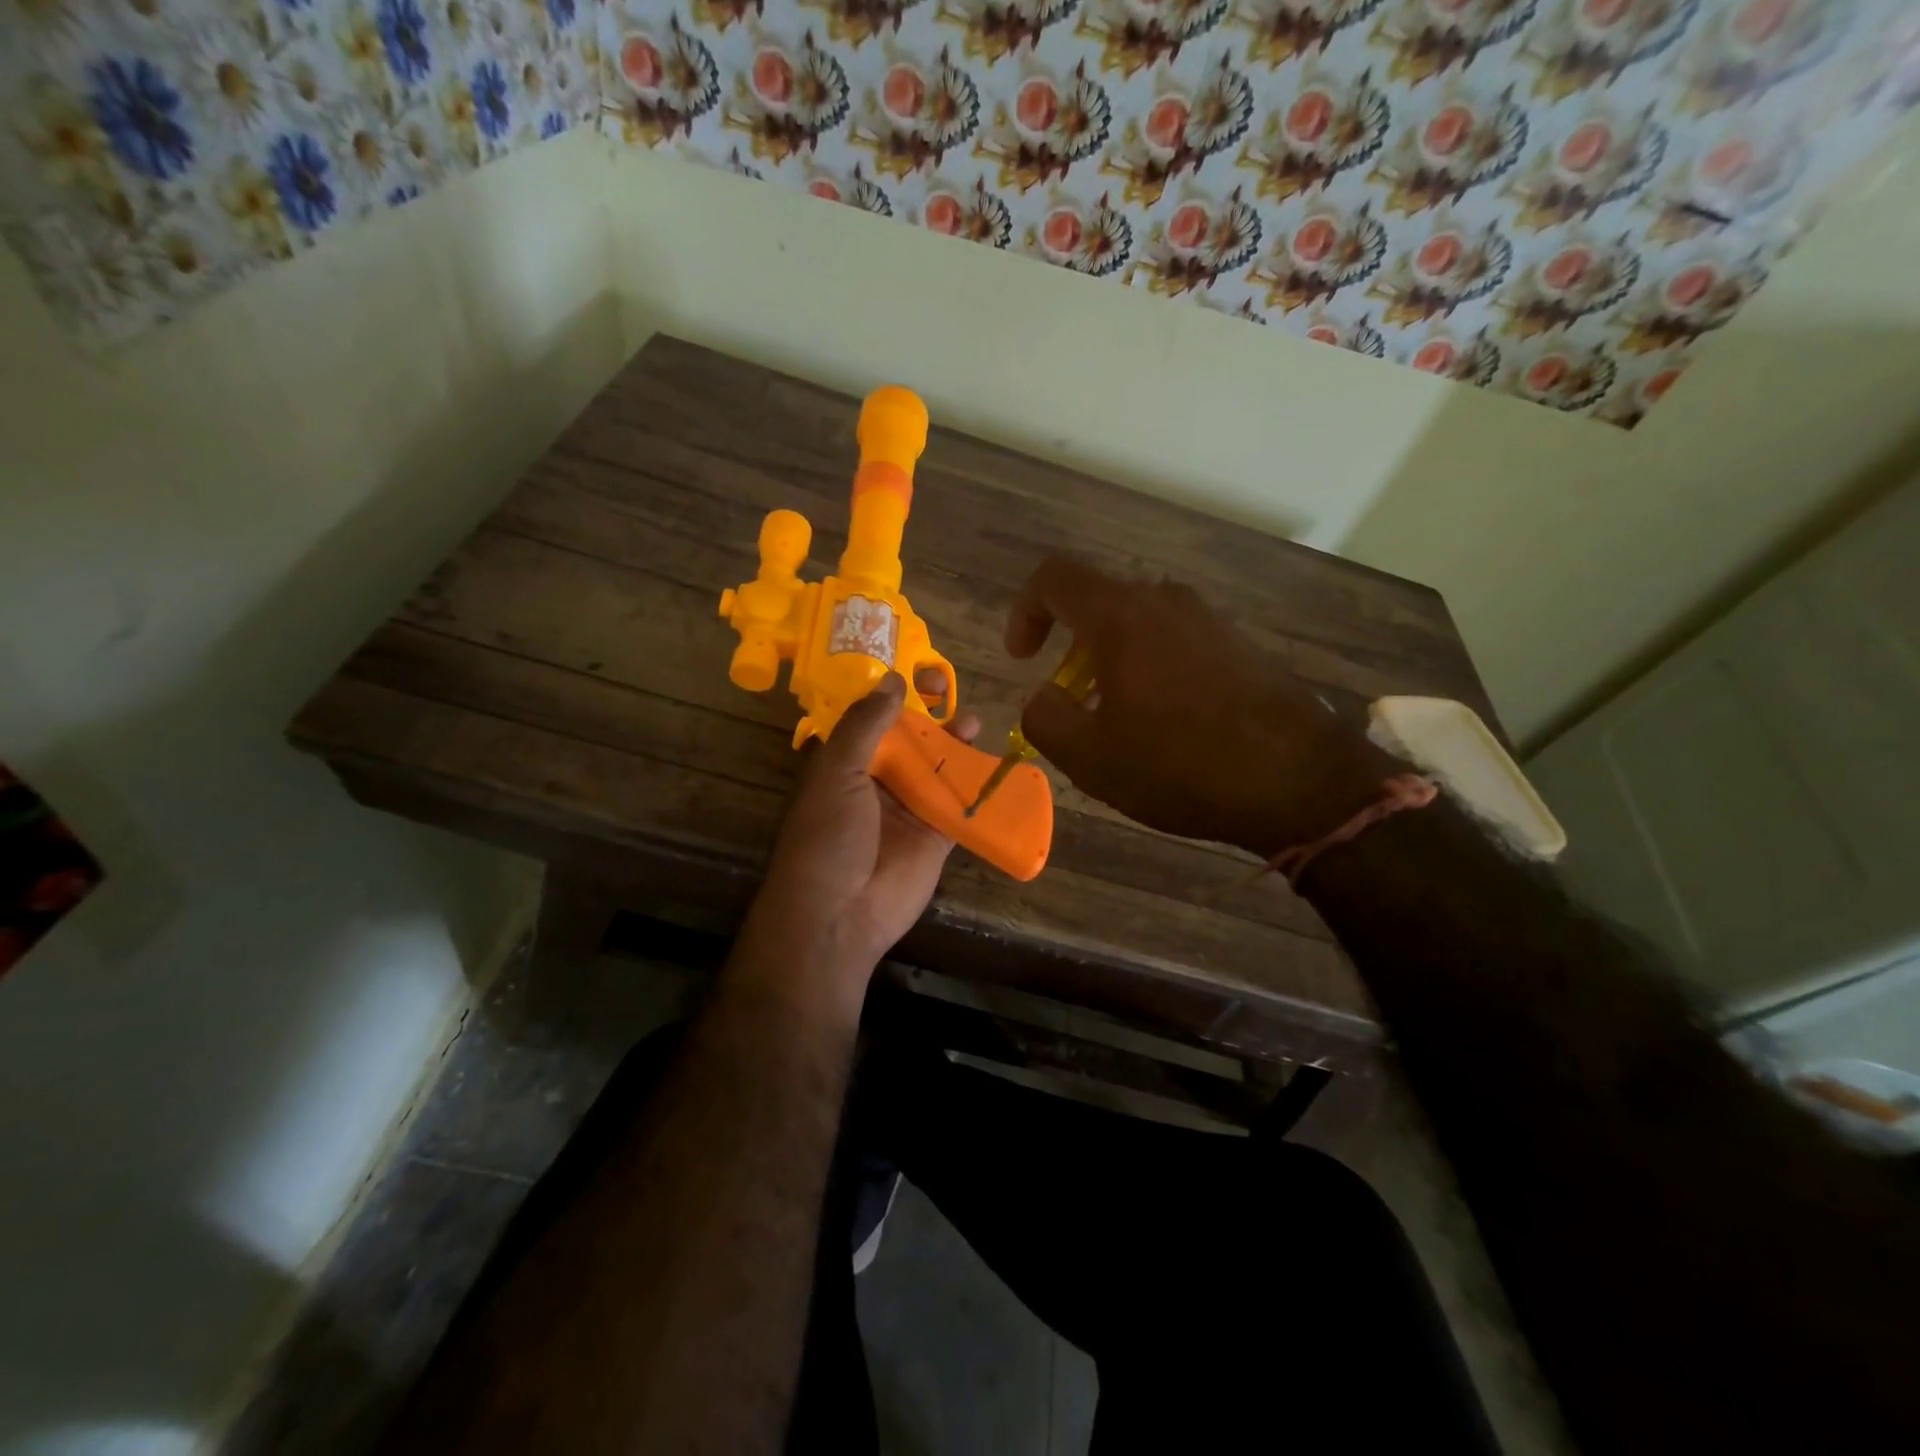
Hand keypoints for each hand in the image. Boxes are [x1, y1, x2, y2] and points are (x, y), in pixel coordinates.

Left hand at [737, 671, 980, 1012]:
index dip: (892, 692)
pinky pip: (960, 804)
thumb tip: (893, 680)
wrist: (840, 914)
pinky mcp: (937, 836)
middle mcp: (877, 782)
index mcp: (845, 763)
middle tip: (947, 686)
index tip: (913, 671)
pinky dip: (977, 785)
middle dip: (927, 712)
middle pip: (908, 738)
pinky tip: (993, 764)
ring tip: (972, 722)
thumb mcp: (837, 772)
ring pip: (937, 767)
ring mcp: (908, 809)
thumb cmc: (828, 836)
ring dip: (954, 743)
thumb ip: (866, 725)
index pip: (871, 718)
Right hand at [1008, 556, 1400, 858]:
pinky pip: (1176, 641)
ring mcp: (1210, 620)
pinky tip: (1166, 723)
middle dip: (1071, 647)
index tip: (1024, 659)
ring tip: (1117, 720)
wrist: (1298, 781)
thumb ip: (1045, 718)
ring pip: (1139, 624)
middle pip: (1099, 602)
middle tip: (1073, 701)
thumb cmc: (1180, 765)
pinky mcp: (1240, 645)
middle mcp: (1166, 602)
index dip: (1024, 611)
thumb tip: (1043, 698)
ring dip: (1112, 662)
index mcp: (1121, 616)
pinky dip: (1151, 668)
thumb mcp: (1090, 758)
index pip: (1053, 578)